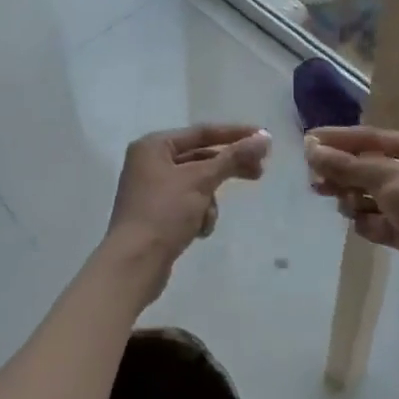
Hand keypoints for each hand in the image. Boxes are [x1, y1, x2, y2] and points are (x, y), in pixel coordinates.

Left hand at [106, 124, 270, 292]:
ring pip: (197, 184)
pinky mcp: (157, 214)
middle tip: (259, 172)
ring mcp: (152, 189)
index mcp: (153, 145)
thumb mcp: (200, 181)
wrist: (133, 266)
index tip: (264, 138)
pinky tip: (197, 231)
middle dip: (227, 168)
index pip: (202, 132)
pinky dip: (198, 215)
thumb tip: (264, 138)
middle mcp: (150, 162)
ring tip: (206, 218)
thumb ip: (233, 157)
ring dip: (209, 200)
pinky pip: (188, 204)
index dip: (235, 134)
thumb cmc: (164, 213)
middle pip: (201, 157)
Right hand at [305, 126, 398, 293]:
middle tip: (315, 183)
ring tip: (347, 206)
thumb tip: (311, 147)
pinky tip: (366, 226)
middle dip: (341, 175)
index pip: (366, 137)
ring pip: (368, 196)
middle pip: (364, 167)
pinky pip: (377, 221)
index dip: (336, 140)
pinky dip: (369, 224)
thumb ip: (346, 164)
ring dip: (354, 200)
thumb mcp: (385, 176)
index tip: (307, 143)